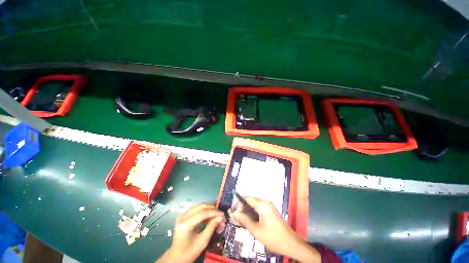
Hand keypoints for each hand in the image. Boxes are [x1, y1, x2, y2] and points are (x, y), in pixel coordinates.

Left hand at [157, 204, 225, 262]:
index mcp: (185, 224)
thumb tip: (221, 217)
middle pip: (201, 207)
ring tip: (216, 215)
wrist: (176, 257)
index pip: (202, 213)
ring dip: (209, 209)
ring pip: (199, 206)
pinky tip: (209, 216)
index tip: (222, 214)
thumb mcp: (202, 241)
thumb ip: (211, 227)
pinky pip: (196, 209)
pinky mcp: (184, 216)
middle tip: (220, 215)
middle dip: (212, 209)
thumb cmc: (189, 252)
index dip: (214, 212)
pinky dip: (204, 211)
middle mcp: (183, 216)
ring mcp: (182, 215)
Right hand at [231, 197, 320, 262]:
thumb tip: (234, 213)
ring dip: (247, 212)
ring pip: (254, 206)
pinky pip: (259, 210)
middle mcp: (266, 203)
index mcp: (263, 204)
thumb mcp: (256, 230)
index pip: (247, 199)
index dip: (239, 204)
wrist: (291, 244)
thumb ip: (244, 220)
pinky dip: (253, 214)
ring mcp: (269, 207)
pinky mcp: (271, 212)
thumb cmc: (273, 237)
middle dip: (243, 209)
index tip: (234, 212)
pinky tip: (250, 222)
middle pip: (251, 202)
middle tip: (236, 219)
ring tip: (241, 222)